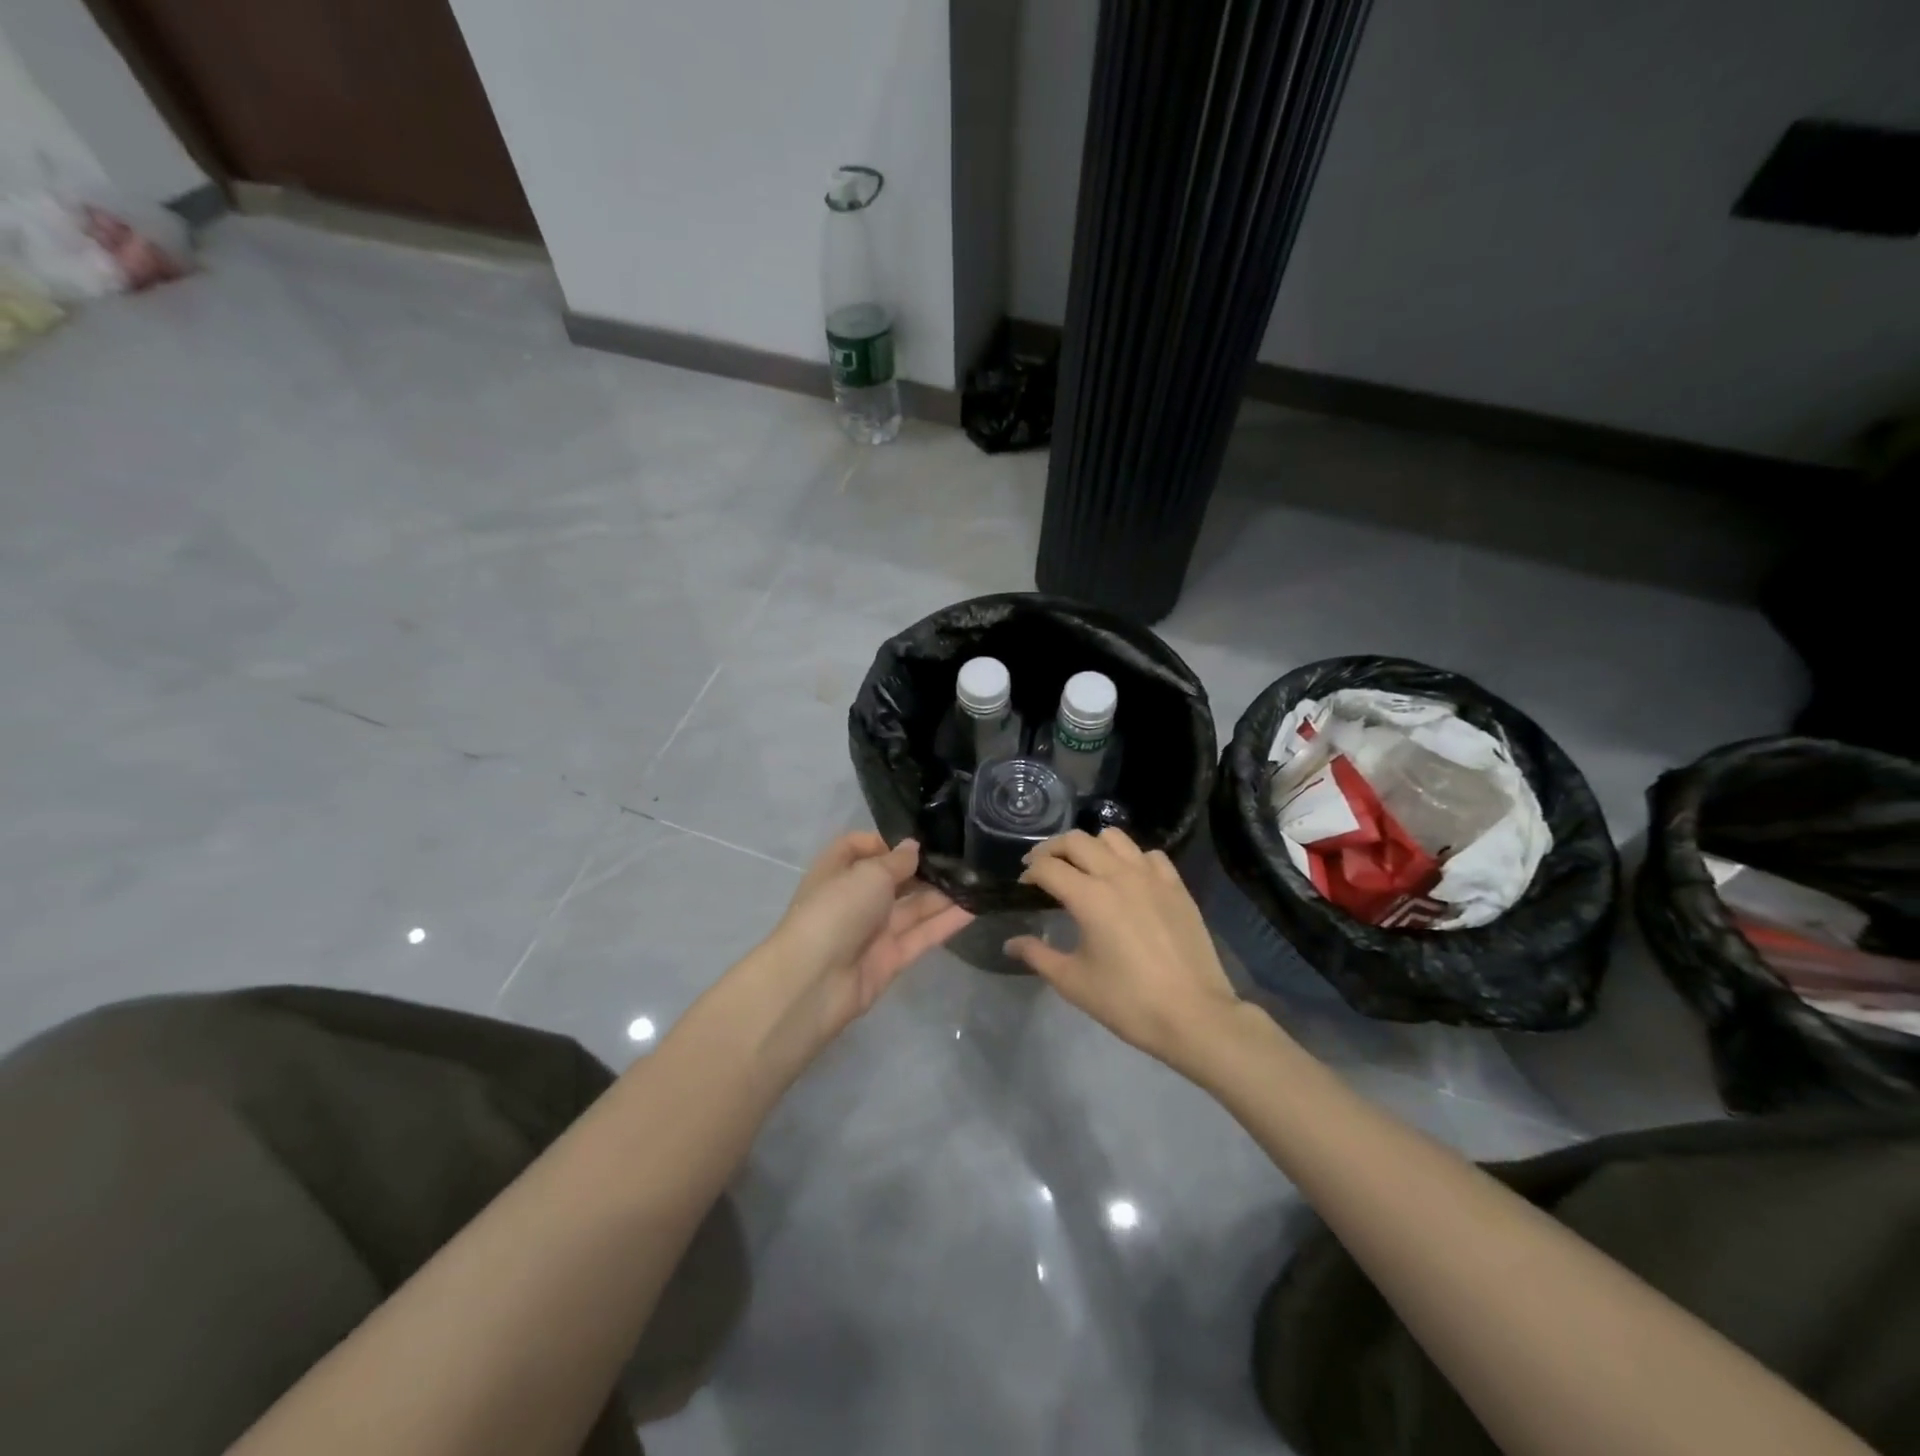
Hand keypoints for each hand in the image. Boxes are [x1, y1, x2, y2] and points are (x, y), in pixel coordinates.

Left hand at [770, 833, 972, 1039]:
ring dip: (942, 894)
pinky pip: (921, 935)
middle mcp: (855, 898)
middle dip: (924, 869)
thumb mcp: (868, 873)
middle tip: (963, 857)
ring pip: (912, 908)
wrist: (814, 982)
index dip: (886, 841)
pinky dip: (946, 922)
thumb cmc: (836, 910)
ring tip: (979, 878)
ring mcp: (872, 931)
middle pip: (893, 879)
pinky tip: (975, 907)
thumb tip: (913, 848)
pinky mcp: (890, 959)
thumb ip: (897, 861)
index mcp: (837, 871)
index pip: (859, 847)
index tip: (919, 839)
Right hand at [1007, 829, 1242, 1072]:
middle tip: (1043, 867)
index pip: (1049, 867)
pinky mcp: (1176, 886)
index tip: (1023, 884)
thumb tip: (1011, 943)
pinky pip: (1149, 855)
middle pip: (1077, 841)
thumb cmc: (1128, 1002)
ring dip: (1091, 846)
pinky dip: (1130, 858)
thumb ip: (1038, 955)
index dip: (1030, 871)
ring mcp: (1151, 877)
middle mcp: (1118, 875)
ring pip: (1114, 838)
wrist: (1194, 1016)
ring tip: (1084, 866)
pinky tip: (1127, 879)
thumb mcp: (1074, 982)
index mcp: (1089, 897)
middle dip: (1053, 849)